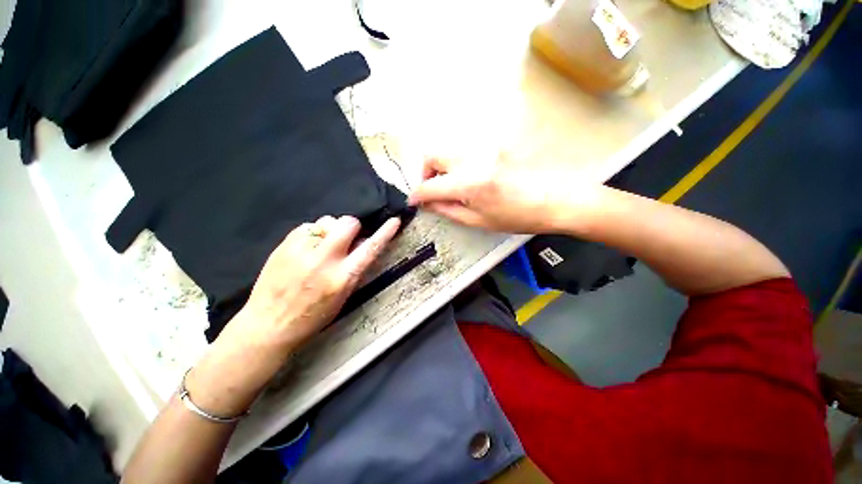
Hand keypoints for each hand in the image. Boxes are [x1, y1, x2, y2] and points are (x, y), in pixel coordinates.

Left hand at [187, 216, 399, 414]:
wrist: (268, 325)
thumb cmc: (312, 316)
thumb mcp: (343, 297)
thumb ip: (355, 269)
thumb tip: (363, 245)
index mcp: (342, 278)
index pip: (370, 249)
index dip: (385, 233)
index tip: (394, 221)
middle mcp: (323, 259)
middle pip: (347, 223)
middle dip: (351, 227)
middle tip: (345, 239)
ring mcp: (301, 249)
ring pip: (327, 221)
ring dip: (330, 231)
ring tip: (321, 247)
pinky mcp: (284, 244)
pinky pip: (308, 227)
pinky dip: (313, 234)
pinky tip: (306, 249)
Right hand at [408, 154, 600, 233]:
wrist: (555, 199)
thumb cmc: (518, 217)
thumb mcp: (479, 221)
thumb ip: (448, 210)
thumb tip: (427, 204)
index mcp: (469, 184)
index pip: (430, 186)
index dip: (417, 195)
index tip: (414, 202)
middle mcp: (472, 159)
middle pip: (433, 154)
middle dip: (425, 173)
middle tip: (432, 189)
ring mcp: (484, 148)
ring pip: (448, 149)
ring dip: (440, 167)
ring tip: (450, 185)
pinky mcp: (494, 144)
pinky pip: (465, 150)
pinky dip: (457, 162)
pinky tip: (467, 177)